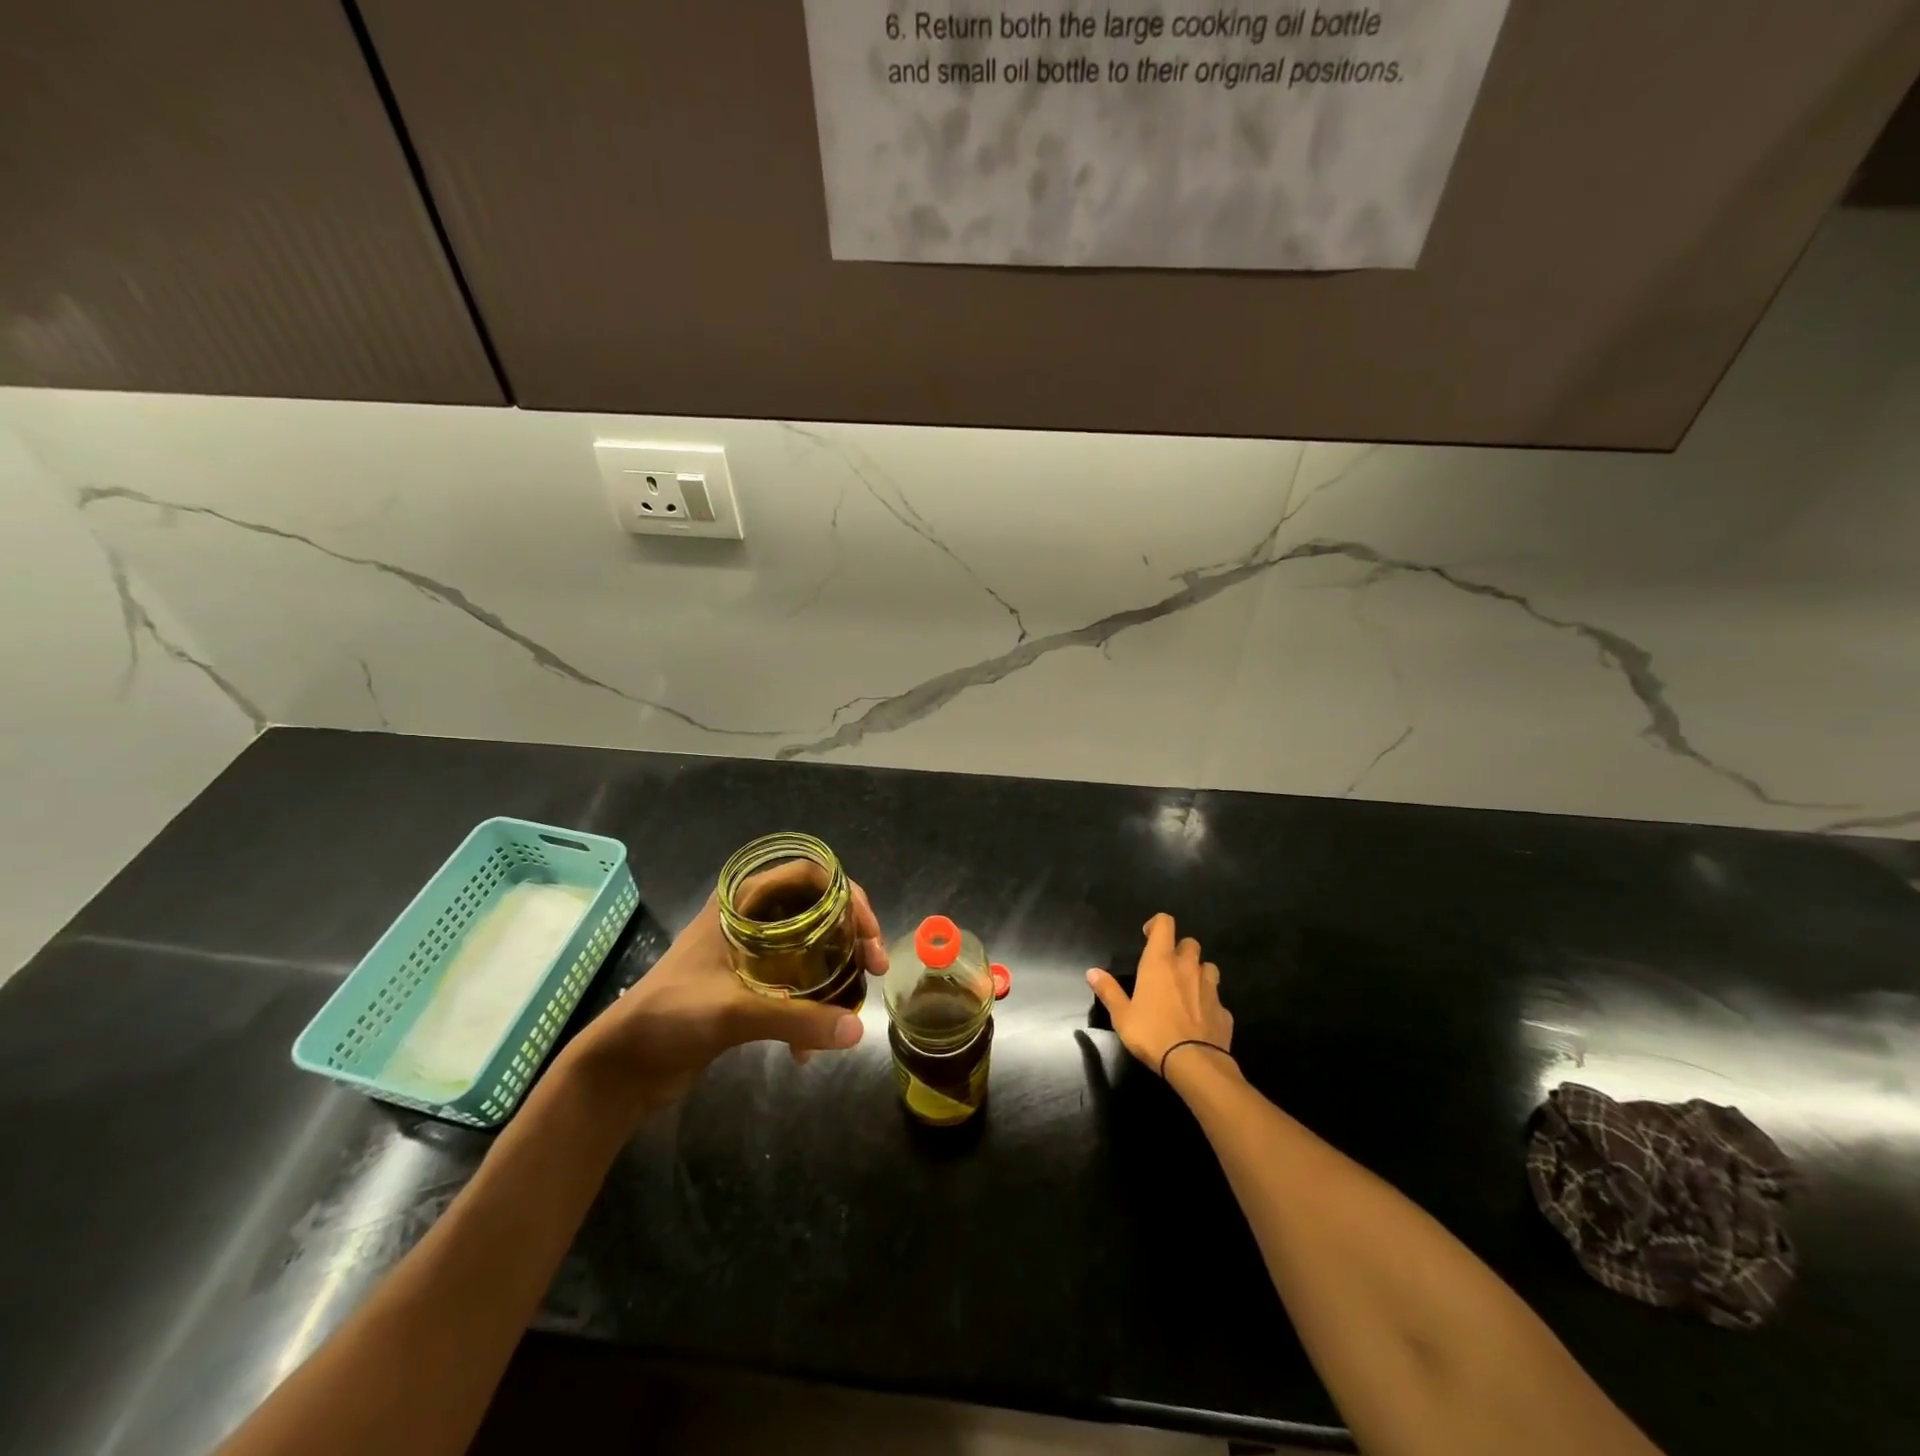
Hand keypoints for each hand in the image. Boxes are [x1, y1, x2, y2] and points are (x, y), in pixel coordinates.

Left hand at [564, 868, 887, 1110]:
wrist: (622, 1066)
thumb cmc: (669, 1017)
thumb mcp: (733, 1012)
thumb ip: (797, 1019)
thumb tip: (857, 1031)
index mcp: (742, 903)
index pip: (810, 877)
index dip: (848, 896)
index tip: (868, 933)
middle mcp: (751, 920)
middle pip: (818, 911)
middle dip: (851, 937)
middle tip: (875, 966)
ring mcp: (751, 954)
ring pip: (811, 948)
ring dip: (836, 973)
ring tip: (853, 1008)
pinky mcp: (750, 988)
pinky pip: (796, 984)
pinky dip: (810, 1007)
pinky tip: (806, 1050)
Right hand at [1087, 913, 1233, 1078]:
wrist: (1195, 1064)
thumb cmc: (1152, 1034)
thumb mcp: (1122, 1015)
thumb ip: (1108, 991)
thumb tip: (1092, 972)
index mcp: (1160, 962)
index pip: (1165, 923)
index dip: (1157, 924)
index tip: (1147, 937)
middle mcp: (1187, 968)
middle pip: (1190, 942)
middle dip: (1179, 949)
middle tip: (1167, 967)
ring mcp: (1210, 988)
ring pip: (1208, 967)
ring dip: (1198, 972)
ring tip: (1186, 988)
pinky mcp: (1224, 1010)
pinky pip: (1216, 998)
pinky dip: (1208, 1002)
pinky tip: (1199, 1017)